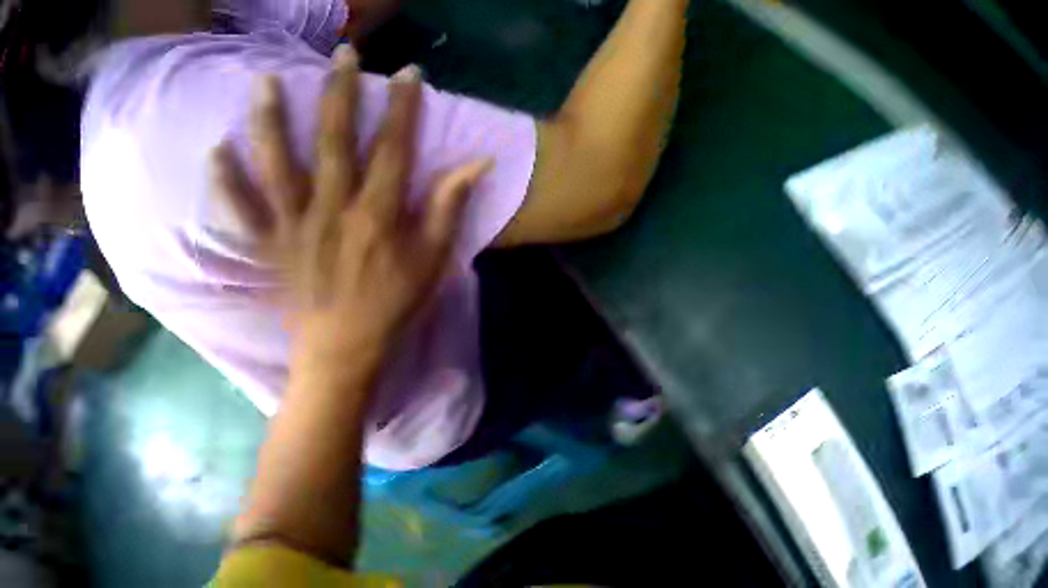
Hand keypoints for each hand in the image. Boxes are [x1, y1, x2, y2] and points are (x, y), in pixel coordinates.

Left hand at [212, 47, 489, 375]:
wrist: (341, 355)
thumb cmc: (389, 308)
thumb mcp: (431, 262)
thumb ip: (449, 208)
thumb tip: (479, 162)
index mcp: (376, 215)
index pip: (393, 147)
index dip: (403, 106)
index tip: (407, 71)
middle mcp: (331, 211)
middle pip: (333, 141)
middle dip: (339, 92)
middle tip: (341, 53)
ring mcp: (292, 227)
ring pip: (278, 167)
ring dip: (271, 121)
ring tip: (265, 80)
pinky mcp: (267, 246)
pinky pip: (241, 214)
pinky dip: (226, 184)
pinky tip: (216, 151)